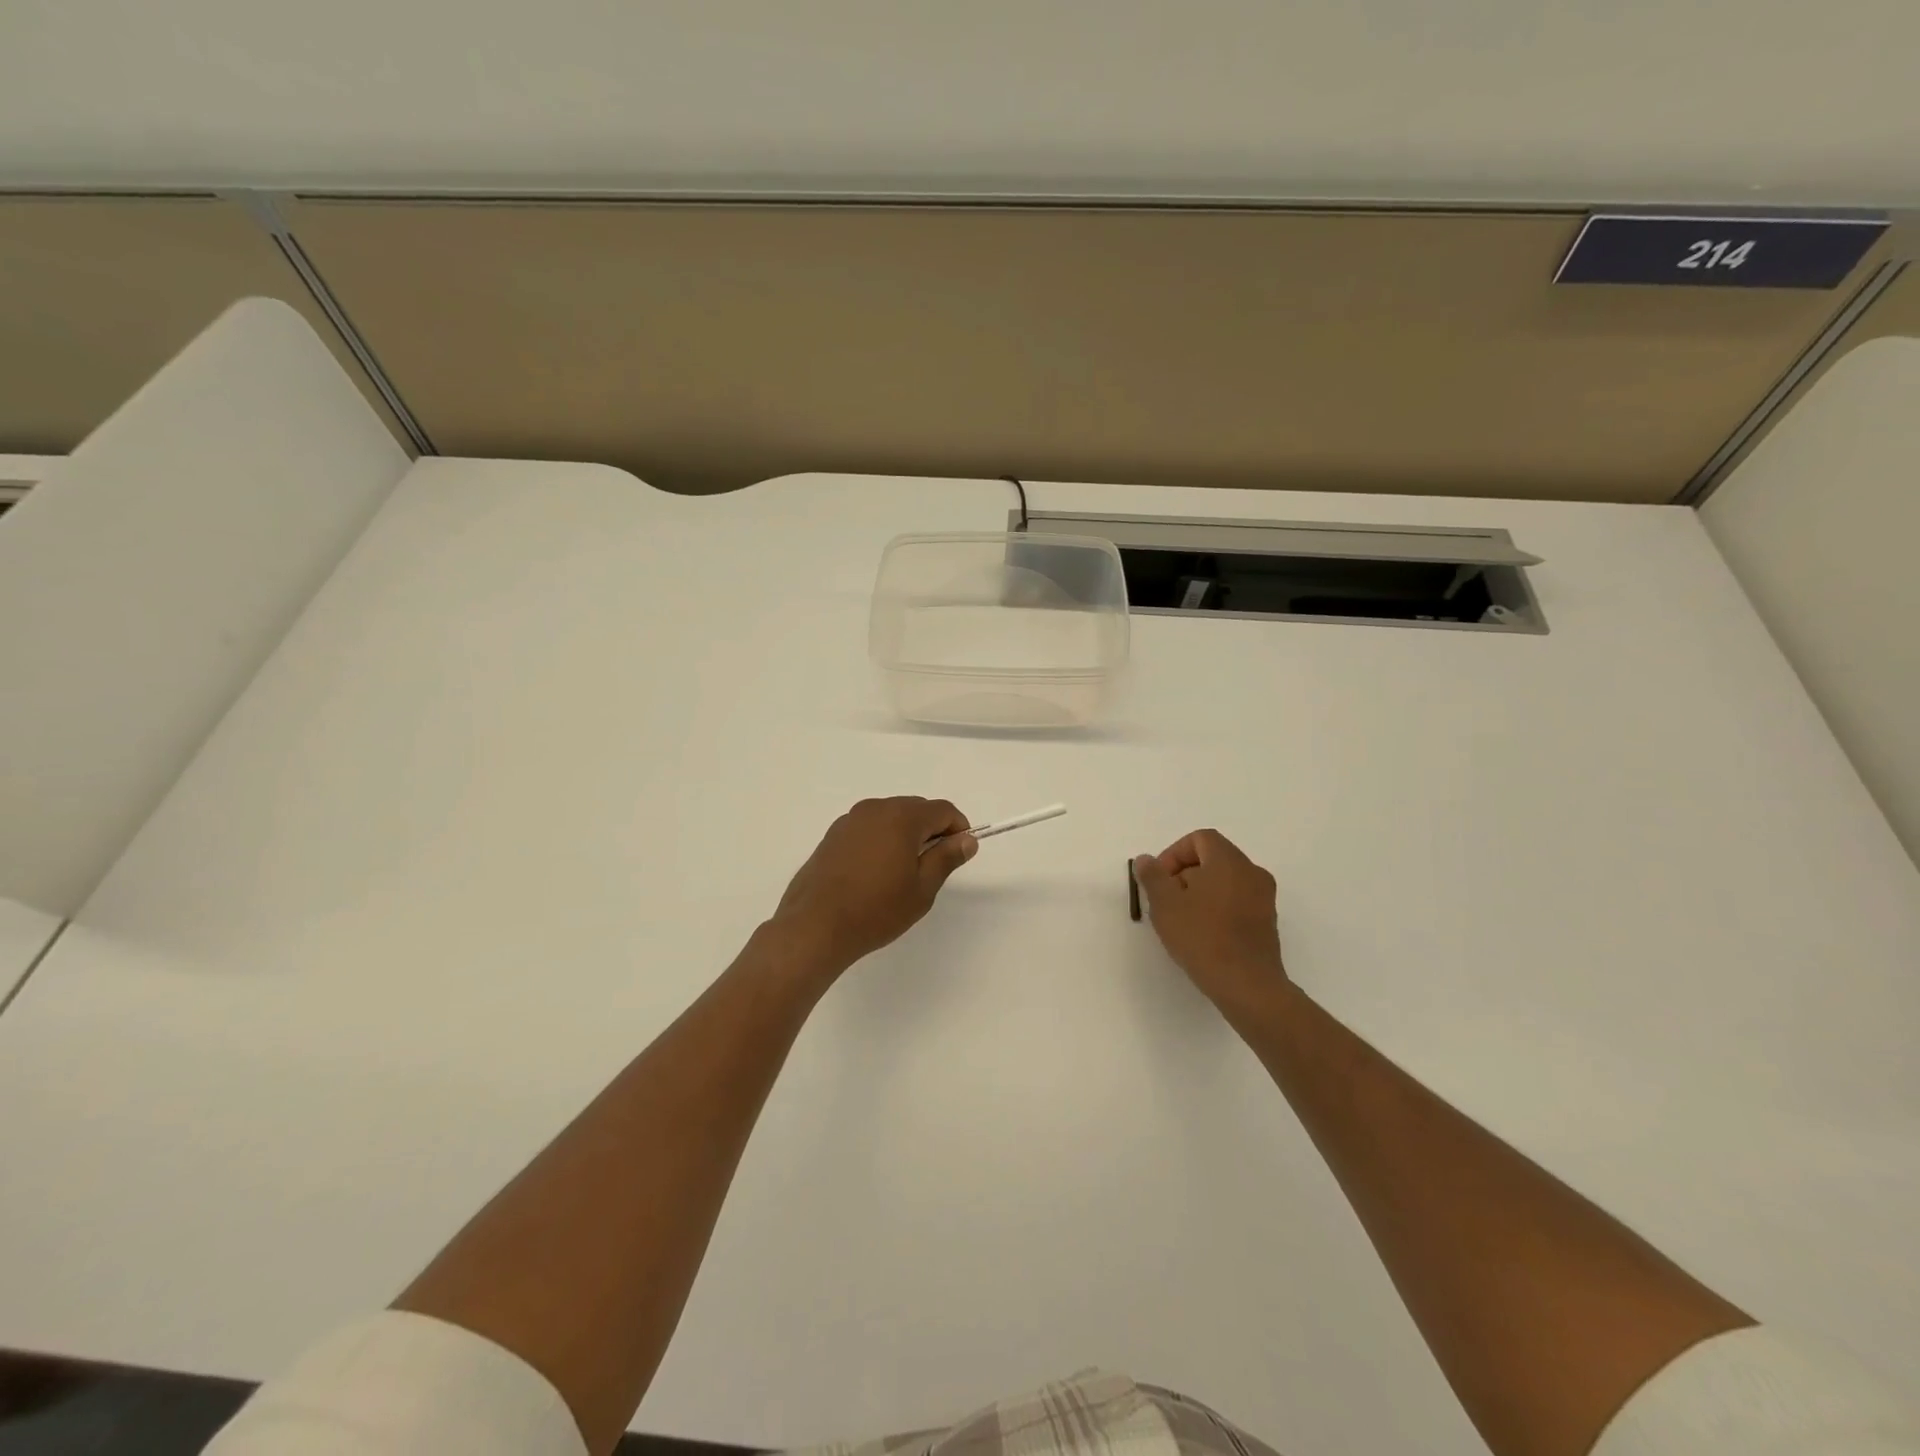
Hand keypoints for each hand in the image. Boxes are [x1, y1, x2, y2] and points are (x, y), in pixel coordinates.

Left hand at [771, 798, 976, 976]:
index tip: (960, 852)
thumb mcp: (922, 888)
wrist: (815, 926)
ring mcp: (850, 820)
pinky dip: (881, 840)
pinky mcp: (832, 835)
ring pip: (890, 817)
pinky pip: (868, 828)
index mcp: (901, 817)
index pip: (942, 810)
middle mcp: (875, 809)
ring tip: (903, 872)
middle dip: (931, 830)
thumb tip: (966, 839)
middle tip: (934, 866)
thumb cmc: (876, 909)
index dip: (958, 828)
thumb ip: (946, 858)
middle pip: (916, 809)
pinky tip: (876, 872)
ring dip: (905, 835)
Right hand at [1133, 829, 1289, 1017]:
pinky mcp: (1267, 922)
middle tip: (1166, 901)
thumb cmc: (1202, 937)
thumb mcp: (1165, 904)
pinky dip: (1217, 907)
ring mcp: (1264, 898)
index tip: (1160, 880)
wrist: (1247, 985)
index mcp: (1229, 861)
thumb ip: (1153, 876)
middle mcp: (1252, 872)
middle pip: (1212, 858)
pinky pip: (1237, 901)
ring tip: (1182, 920)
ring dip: (1200, 892)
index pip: (1199, 839)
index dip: (1174, 854)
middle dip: (1184, 874)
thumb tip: (1147, 860)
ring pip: (1225, 881)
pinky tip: (1202, 934)